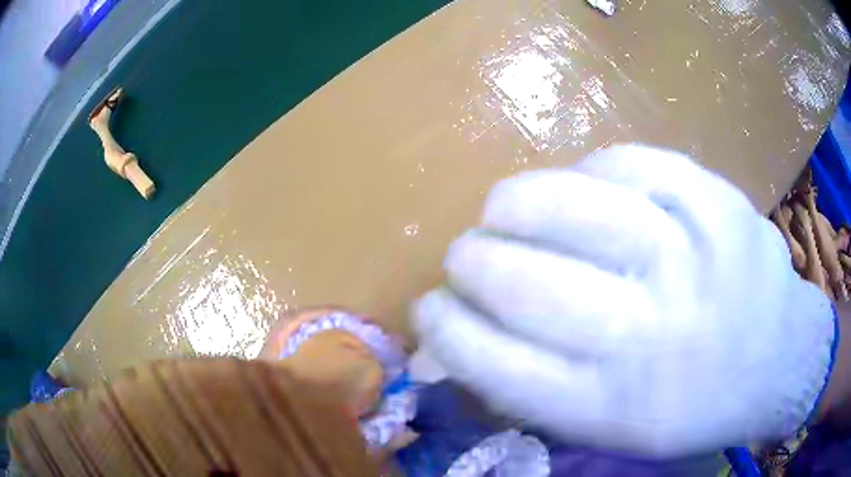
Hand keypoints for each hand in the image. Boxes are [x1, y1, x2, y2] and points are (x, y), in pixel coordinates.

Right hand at [414, 145, 836, 456]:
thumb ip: (540, 387)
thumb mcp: (617, 426)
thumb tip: (458, 343)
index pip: (498, 365)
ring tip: (501, 208)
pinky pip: (634, 165)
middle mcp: (652, 336)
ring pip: (576, 207)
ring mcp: (693, 258)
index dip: (447, 332)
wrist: (781, 360)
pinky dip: (591, 169)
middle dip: (473, 263)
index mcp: (616, 406)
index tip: (427, 310)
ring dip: (517, 203)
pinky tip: (583, 182)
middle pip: (529, 285)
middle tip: (462, 256)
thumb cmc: (697, 406)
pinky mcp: (719, 203)